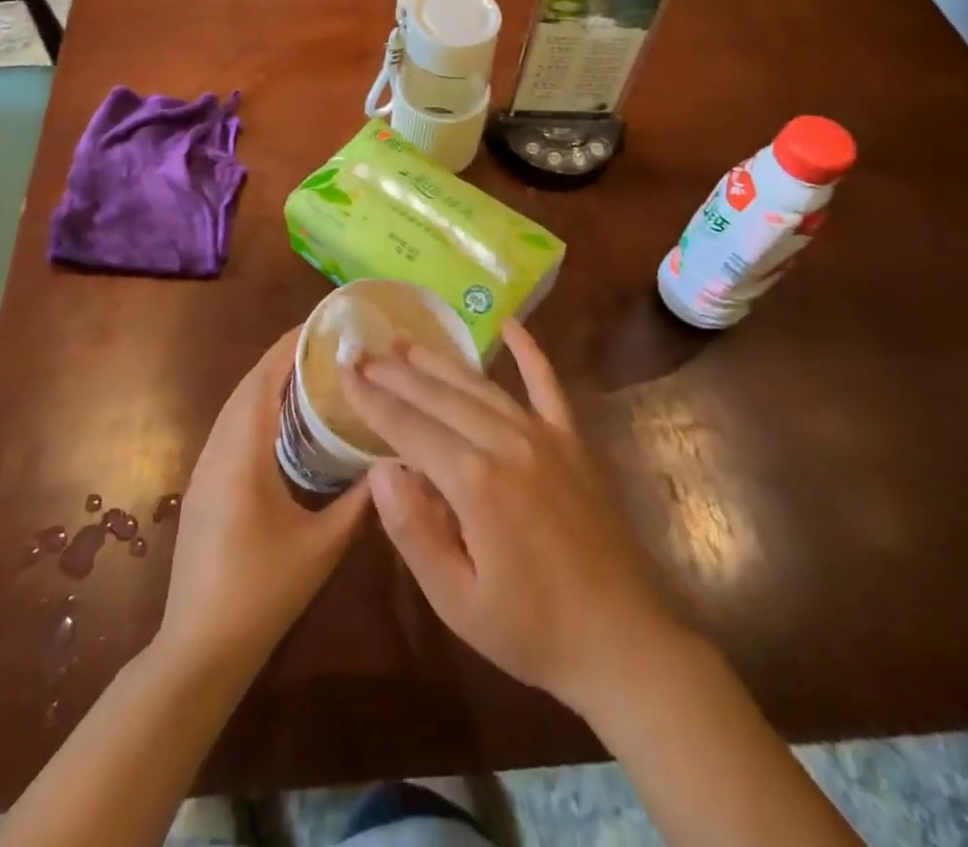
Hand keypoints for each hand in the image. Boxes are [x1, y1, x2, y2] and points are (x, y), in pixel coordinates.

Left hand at [158, 327, 371, 678]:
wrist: (198, 649)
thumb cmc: (262, 594)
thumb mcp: (321, 548)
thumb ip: (358, 503)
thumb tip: (393, 465)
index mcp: (242, 456)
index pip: (262, 382)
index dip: (287, 349)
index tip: (318, 326)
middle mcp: (216, 451)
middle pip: (245, 388)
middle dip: (280, 360)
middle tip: (321, 345)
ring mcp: (203, 470)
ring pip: (234, 409)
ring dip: (265, 384)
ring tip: (307, 372)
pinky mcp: (201, 487)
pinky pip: (229, 430)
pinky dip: (255, 410)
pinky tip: (280, 422)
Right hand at [343, 322, 677, 713]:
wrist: (623, 643)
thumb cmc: (531, 630)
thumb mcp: (456, 600)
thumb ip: (414, 531)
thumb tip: (380, 471)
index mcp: (474, 481)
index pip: (408, 427)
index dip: (371, 398)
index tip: (343, 370)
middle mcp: (506, 442)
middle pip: (439, 396)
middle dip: (396, 373)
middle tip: (363, 351)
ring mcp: (543, 436)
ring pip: (479, 385)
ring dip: (439, 361)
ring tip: (405, 342)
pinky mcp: (571, 441)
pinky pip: (547, 384)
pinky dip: (529, 352)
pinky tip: (510, 324)